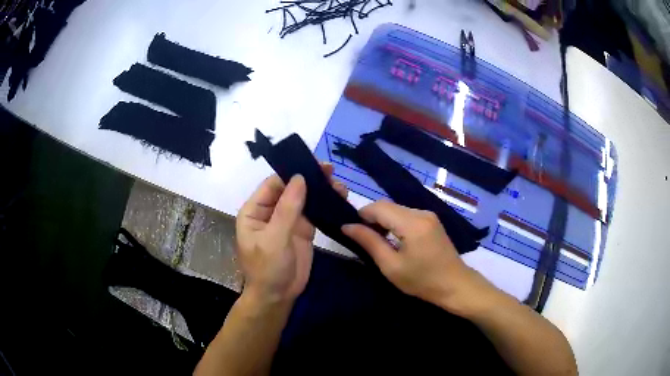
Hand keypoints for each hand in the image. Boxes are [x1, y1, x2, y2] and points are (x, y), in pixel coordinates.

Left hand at [236, 163, 346, 304]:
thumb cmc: (267, 268)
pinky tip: (338, 197)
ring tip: (339, 185)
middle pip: (290, 188)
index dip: (291, 173)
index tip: (313, 164)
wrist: (278, 296)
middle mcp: (271, 211)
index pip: (273, 184)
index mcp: (255, 210)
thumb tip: (299, 178)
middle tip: (330, 170)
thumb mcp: (274, 238)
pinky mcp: (302, 229)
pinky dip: (325, 204)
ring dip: (320, 190)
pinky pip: (314, 212)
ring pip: (304, 198)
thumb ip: (287, 208)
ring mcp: (288, 220)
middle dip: (309, 179)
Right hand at [342, 201, 502, 317]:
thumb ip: (369, 242)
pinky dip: (395, 222)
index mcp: (412, 223)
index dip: (362, 215)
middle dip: (372, 217)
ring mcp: (429, 215)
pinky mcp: (432, 220)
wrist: (455, 284)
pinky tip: (394, 238)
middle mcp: (421, 212)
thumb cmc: (422, 280)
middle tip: (363, 238)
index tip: (352, 230)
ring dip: (383, 220)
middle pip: (388, 206)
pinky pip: (407, 214)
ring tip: (377, 240)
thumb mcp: (391, 266)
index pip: (379, 207)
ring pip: (397, 209)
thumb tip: (347, 226)